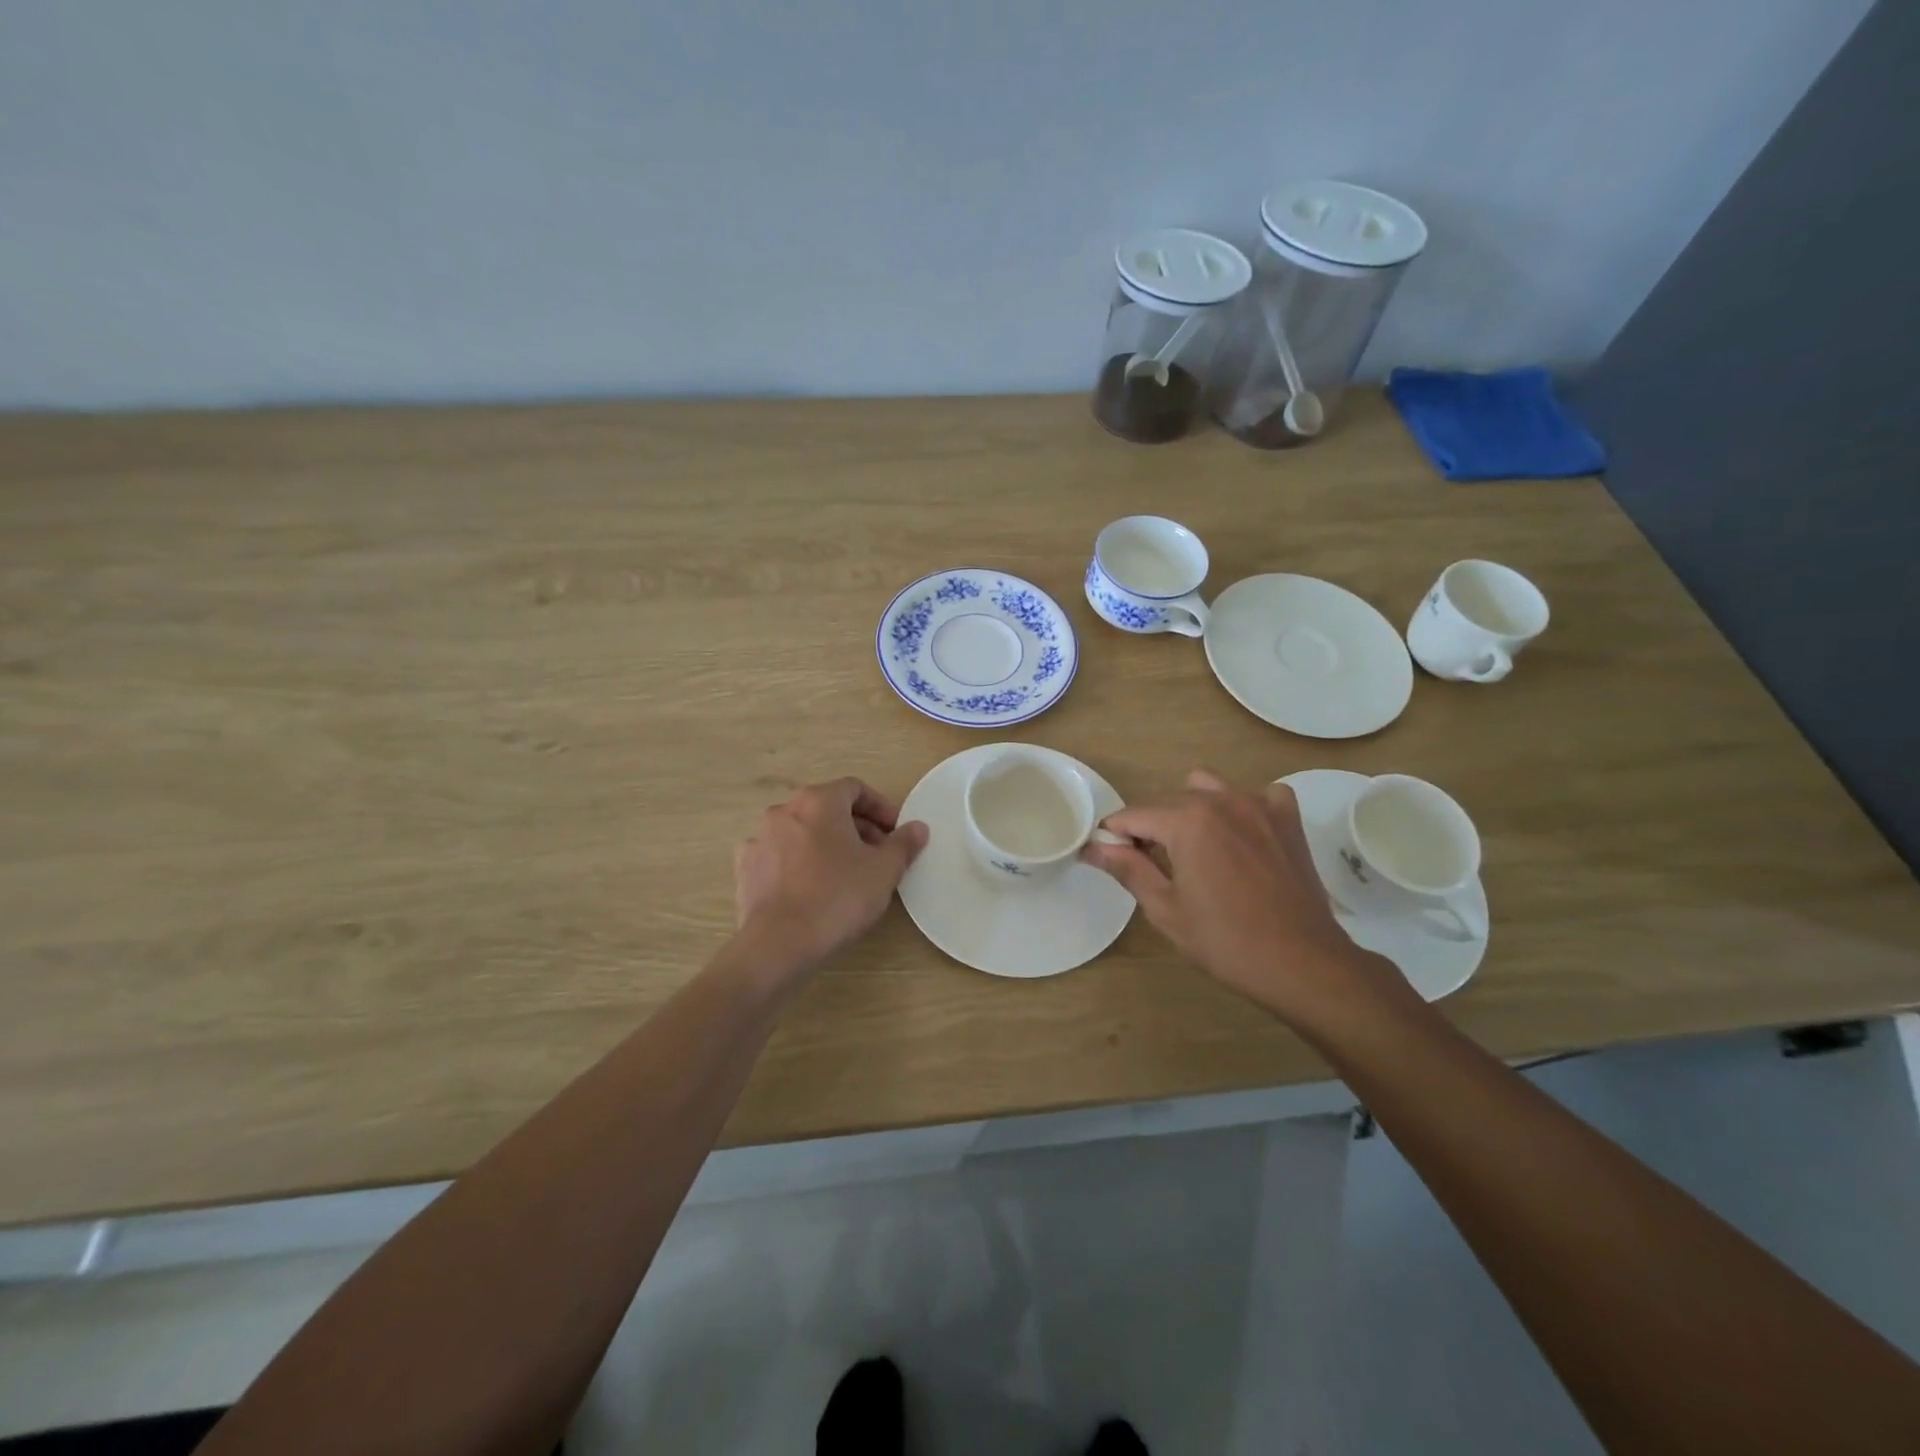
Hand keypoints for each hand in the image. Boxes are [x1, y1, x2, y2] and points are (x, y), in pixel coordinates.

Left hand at [733, 778, 928, 975]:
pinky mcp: (745, 867)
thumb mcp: (884, 871)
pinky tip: (811, 888)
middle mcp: (784, 810)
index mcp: (819, 801)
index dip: (880, 807)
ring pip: (802, 831)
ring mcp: (760, 838)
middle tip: (876, 855)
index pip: (855, 788)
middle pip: (827, 808)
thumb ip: (903, 844)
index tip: (894, 832)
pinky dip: (798, 863)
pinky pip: (779, 855)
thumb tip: (917, 827)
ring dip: (826, 844)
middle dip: (856, 827)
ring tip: (845, 873)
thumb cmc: (838, 897)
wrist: (778, 942)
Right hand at [1083, 769, 1404, 1027]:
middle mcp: (1221, 800)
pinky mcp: (1287, 819)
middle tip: (1149, 865)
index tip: (1108, 857)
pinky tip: (1243, 838)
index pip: (1132, 815)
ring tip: (1195, 847)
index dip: (1114, 836)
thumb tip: (1093, 848)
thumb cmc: (1226, 941)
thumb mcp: (1165, 909)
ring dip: (1192, 809)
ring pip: (1208, 787)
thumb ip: (1128, 869)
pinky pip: (1259, 795)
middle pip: (1167, 801)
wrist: (1303, 964)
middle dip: (1150, 826)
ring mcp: (1259, 805)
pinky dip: (1245, 808)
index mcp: (1187, 821)